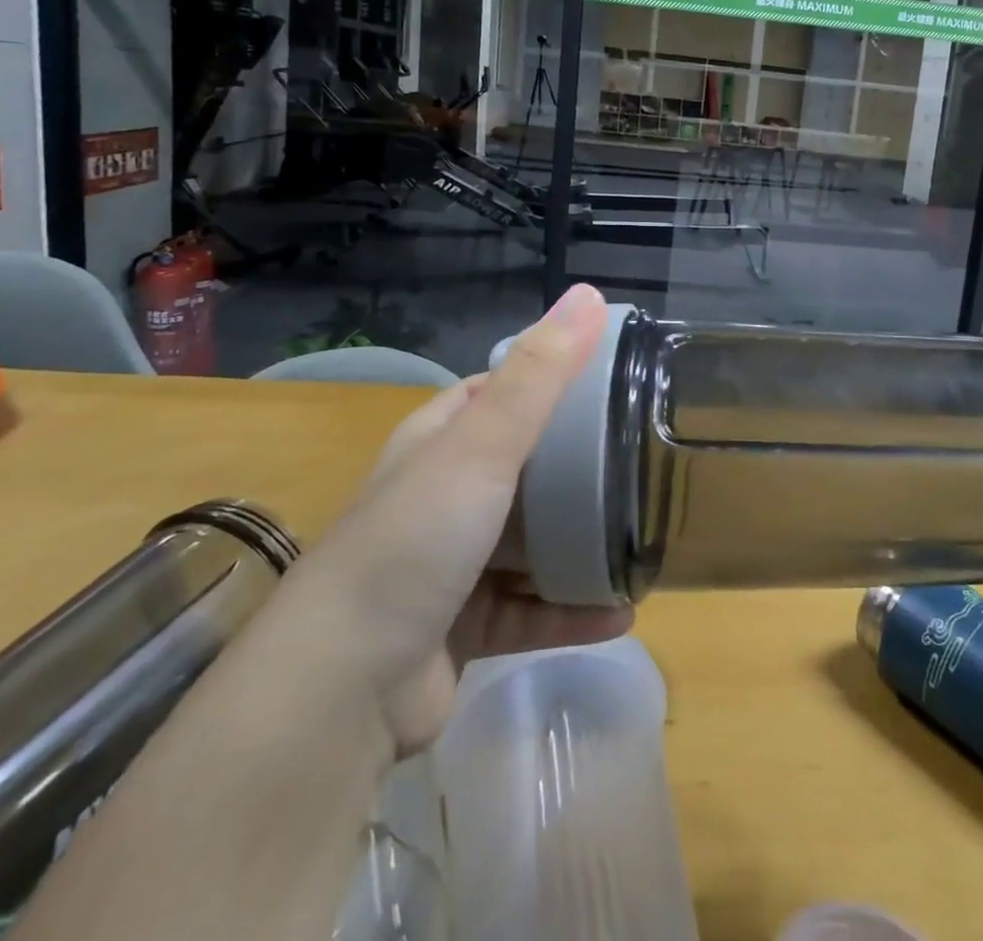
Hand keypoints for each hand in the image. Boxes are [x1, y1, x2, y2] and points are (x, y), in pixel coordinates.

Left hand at [289, 283, 629, 759]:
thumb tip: (589, 293)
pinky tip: (624, 610)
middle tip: (641, 460)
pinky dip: (572, 611)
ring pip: (531, 545)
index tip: (610, 381)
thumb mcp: (483, 443)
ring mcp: (450, 566)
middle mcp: (440, 497)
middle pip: (522, 467)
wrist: (340, 689)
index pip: (496, 393)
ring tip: (642, 537)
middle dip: (577, 465)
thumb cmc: (415, 540)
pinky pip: (532, 613)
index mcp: (437, 443)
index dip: (547, 380)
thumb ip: (539, 374)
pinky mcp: (463, 630)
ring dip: (581, 544)